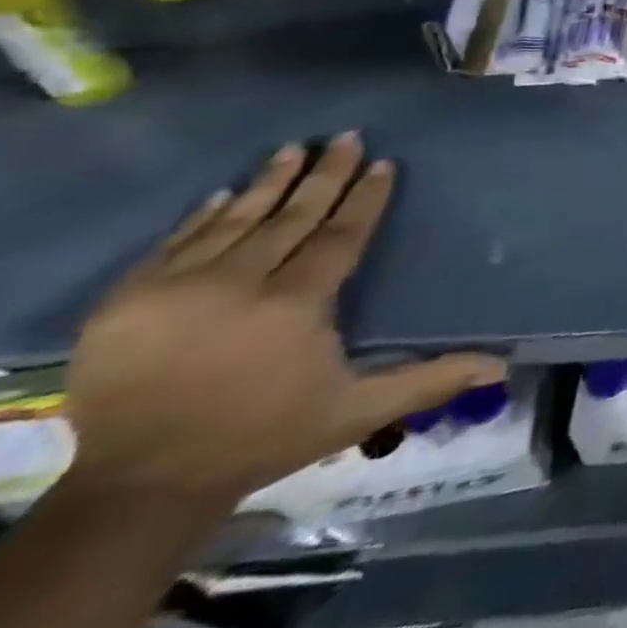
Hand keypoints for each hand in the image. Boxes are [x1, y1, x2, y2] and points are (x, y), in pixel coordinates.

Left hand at [64, 135, 505, 504]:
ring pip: (235, 220)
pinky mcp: (125, 302)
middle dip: (324, 174)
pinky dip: (201, 216)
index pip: (341, 234)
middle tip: (346, 138)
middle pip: (292, 216)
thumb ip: (429, 380)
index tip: (383, 164)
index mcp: (295, 305)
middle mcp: (238, 285)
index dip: (366, 197)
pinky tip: (223, 194)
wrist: (137, 489)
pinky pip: (174, 243)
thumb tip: (501, 365)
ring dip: (268, 182)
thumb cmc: (262, 438)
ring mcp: (176, 290)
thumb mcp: (356, 413)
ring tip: (293, 148)